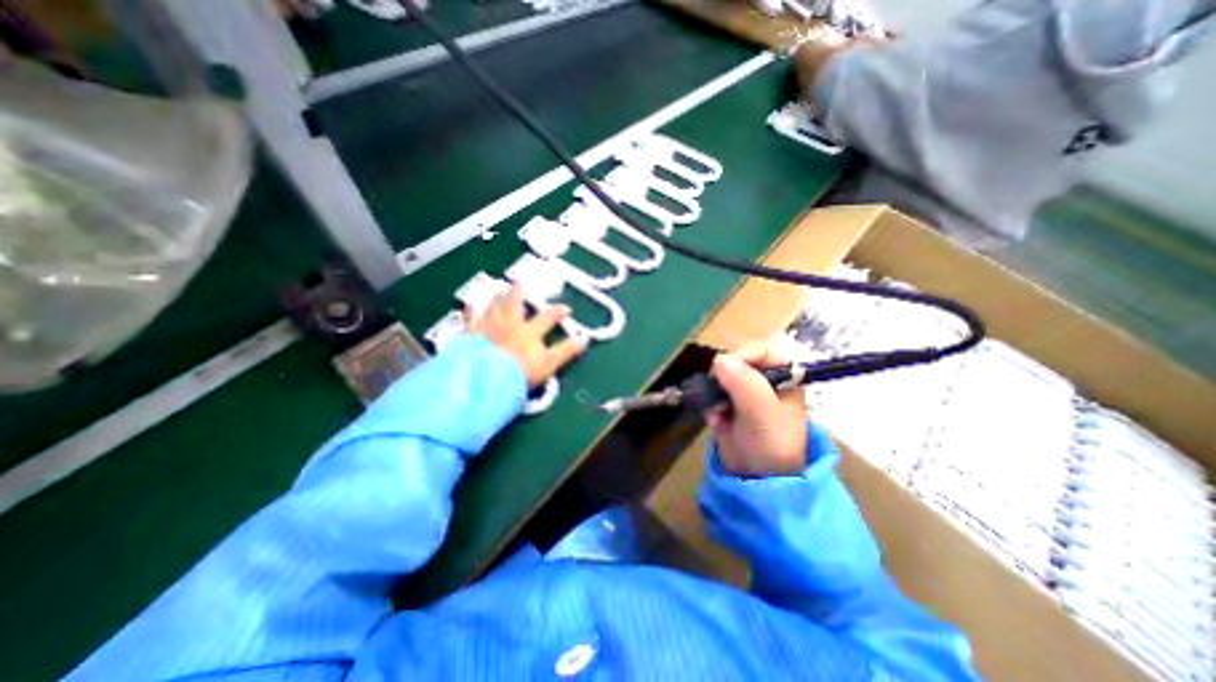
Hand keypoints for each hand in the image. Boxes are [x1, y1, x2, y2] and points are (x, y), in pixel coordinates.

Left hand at [468, 283, 589, 389]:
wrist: (486, 379)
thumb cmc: (520, 372)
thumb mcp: (549, 363)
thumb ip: (566, 351)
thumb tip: (585, 338)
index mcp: (529, 331)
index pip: (547, 318)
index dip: (558, 312)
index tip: (566, 308)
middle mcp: (509, 323)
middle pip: (514, 304)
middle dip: (518, 292)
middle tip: (519, 281)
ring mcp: (488, 327)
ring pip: (493, 307)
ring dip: (496, 297)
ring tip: (498, 288)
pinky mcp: (471, 334)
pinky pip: (470, 319)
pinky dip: (469, 311)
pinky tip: (468, 304)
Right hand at [705, 344, 804, 475]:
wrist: (758, 481)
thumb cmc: (771, 445)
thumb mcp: (762, 413)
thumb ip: (745, 383)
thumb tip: (719, 359)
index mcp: (785, 377)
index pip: (763, 349)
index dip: (744, 355)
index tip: (725, 369)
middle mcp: (765, 380)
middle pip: (737, 361)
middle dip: (724, 380)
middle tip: (719, 395)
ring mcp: (745, 393)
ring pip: (720, 378)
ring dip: (714, 395)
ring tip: (719, 415)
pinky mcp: (729, 405)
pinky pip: (712, 394)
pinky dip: (711, 407)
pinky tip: (717, 423)